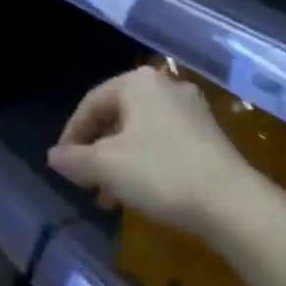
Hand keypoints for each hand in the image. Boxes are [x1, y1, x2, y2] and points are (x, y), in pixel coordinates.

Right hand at [48, 67, 246, 235]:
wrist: (232, 202)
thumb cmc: (161, 173)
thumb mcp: (108, 167)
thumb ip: (75, 159)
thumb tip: (53, 156)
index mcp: (137, 83)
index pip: (92, 102)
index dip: (72, 133)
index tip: (62, 162)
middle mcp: (164, 85)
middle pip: (117, 114)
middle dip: (98, 149)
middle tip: (85, 180)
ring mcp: (191, 108)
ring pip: (141, 130)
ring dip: (120, 159)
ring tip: (110, 195)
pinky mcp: (209, 133)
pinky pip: (164, 140)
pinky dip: (146, 161)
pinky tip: (142, 191)